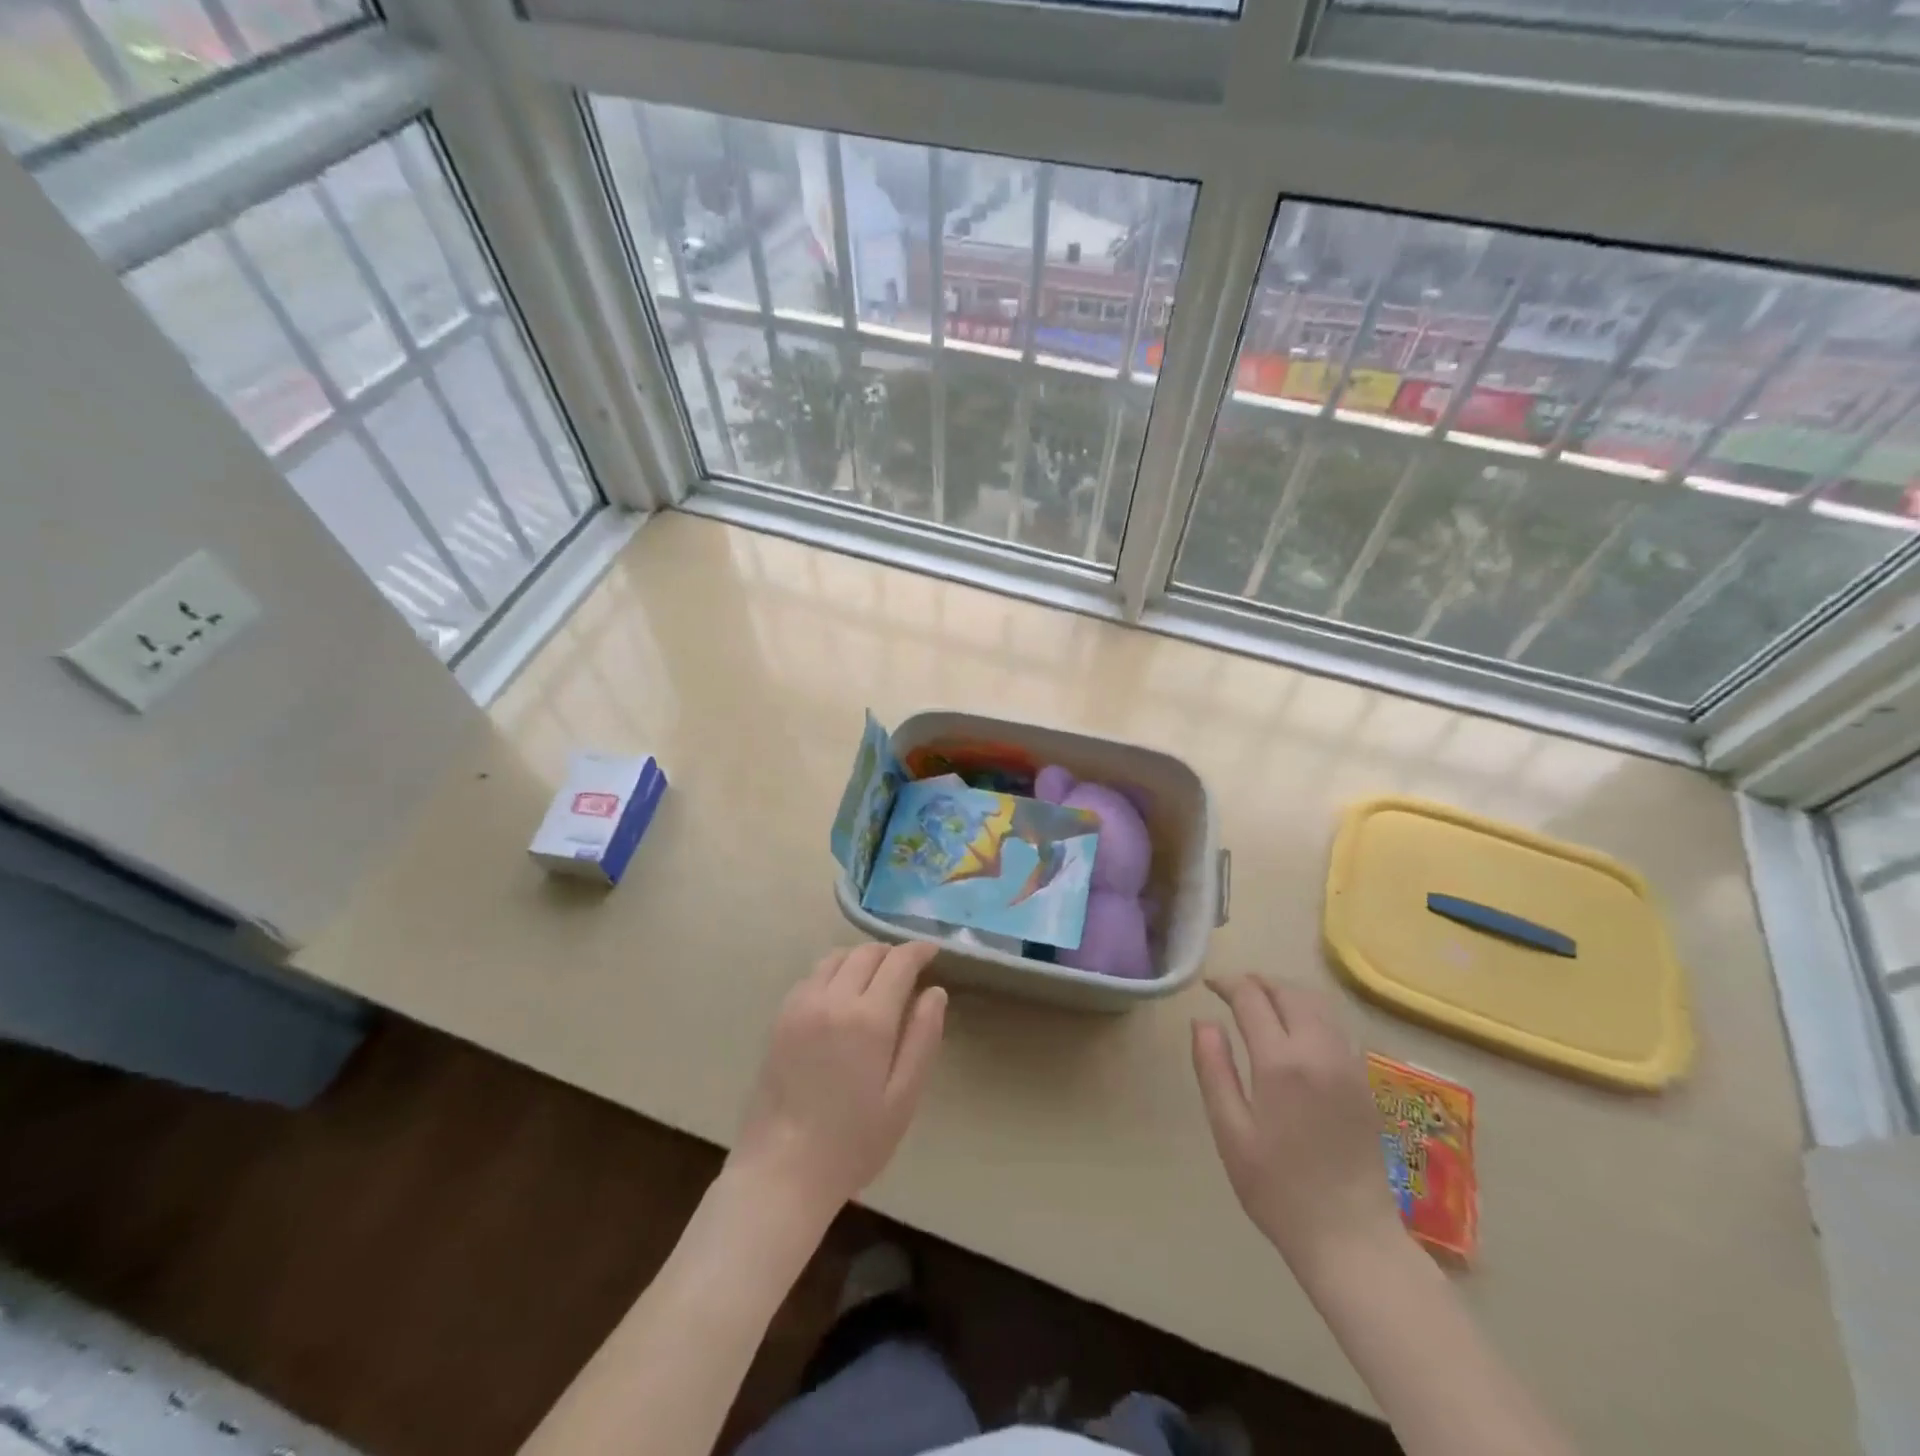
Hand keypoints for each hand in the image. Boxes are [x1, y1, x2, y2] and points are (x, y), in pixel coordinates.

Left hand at [731, 941, 947, 1220]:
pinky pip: (811, 976)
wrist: (781, 1170)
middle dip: (891, 953)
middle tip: (908, 968)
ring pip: (836, 958)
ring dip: (860, 958)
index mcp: (869, 1018)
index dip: (918, 950)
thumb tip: (935, 992)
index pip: (898, 962)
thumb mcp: (903, 1096)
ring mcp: (801, 1005)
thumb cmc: (853, 1141)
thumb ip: (923, 1037)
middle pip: (866, 953)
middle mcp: (833, 999)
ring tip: (875, 977)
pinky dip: (833, 972)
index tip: (932, 951)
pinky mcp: (780, 1018)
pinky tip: (840, 995)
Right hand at [1191, 975, 1404, 1277]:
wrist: (1352, 1238)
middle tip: (1233, 990)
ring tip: (1262, 1002)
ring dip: (1286, 993)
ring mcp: (1348, 1064)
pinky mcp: (1364, 1081)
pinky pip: (1336, 1026)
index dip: (1227, 984)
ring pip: (1318, 1004)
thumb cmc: (1278, 1189)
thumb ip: (1213, 1068)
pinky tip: (1296, 1031)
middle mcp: (1319, 1051)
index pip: (1251, 998)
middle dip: (1258, 983)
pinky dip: (1311, 1012)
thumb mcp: (1230, 1131)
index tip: (1209, 987)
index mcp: (1280, 1061)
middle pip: (1289, 992)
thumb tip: (1202, 1021)